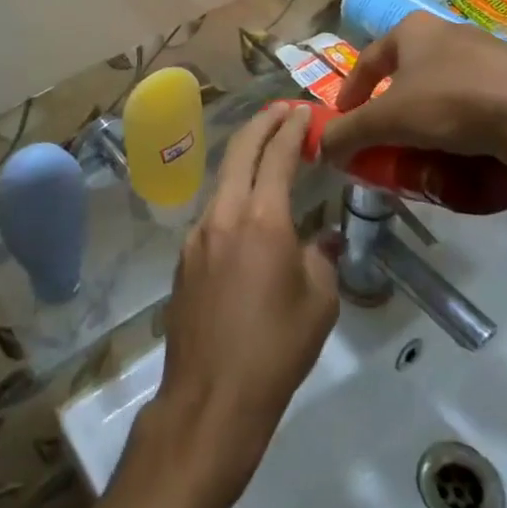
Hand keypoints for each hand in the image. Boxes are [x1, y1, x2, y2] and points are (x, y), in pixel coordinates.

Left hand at [138, 104, 338, 505]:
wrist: (211, 396)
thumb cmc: (276, 349)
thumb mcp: (319, 304)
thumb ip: (321, 258)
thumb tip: (321, 237)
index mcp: (261, 218)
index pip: (277, 155)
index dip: (291, 129)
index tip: (302, 112)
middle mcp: (224, 213)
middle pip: (240, 151)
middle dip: (262, 125)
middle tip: (281, 111)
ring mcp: (198, 233)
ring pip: (224, 180)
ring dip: (245, 158)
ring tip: (267, 155)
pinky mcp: (184, 255)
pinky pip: (214, 212)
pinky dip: (233, 196)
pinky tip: (248, 213)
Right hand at [321, 14, 506, 227]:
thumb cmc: (452, 104)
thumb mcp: (389, 121)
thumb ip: (350, 132)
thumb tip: (320, 147)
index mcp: (412, 30)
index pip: (369, 58)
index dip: (352, 90)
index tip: (346, 118)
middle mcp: (449, 31)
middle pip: (408, 72)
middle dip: (395, 105)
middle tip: (389, 136)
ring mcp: (490, 51)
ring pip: (446, 86)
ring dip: (432, 115)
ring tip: (429, 149)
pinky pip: (481, 101)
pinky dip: (467, 123)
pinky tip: (471, 150)